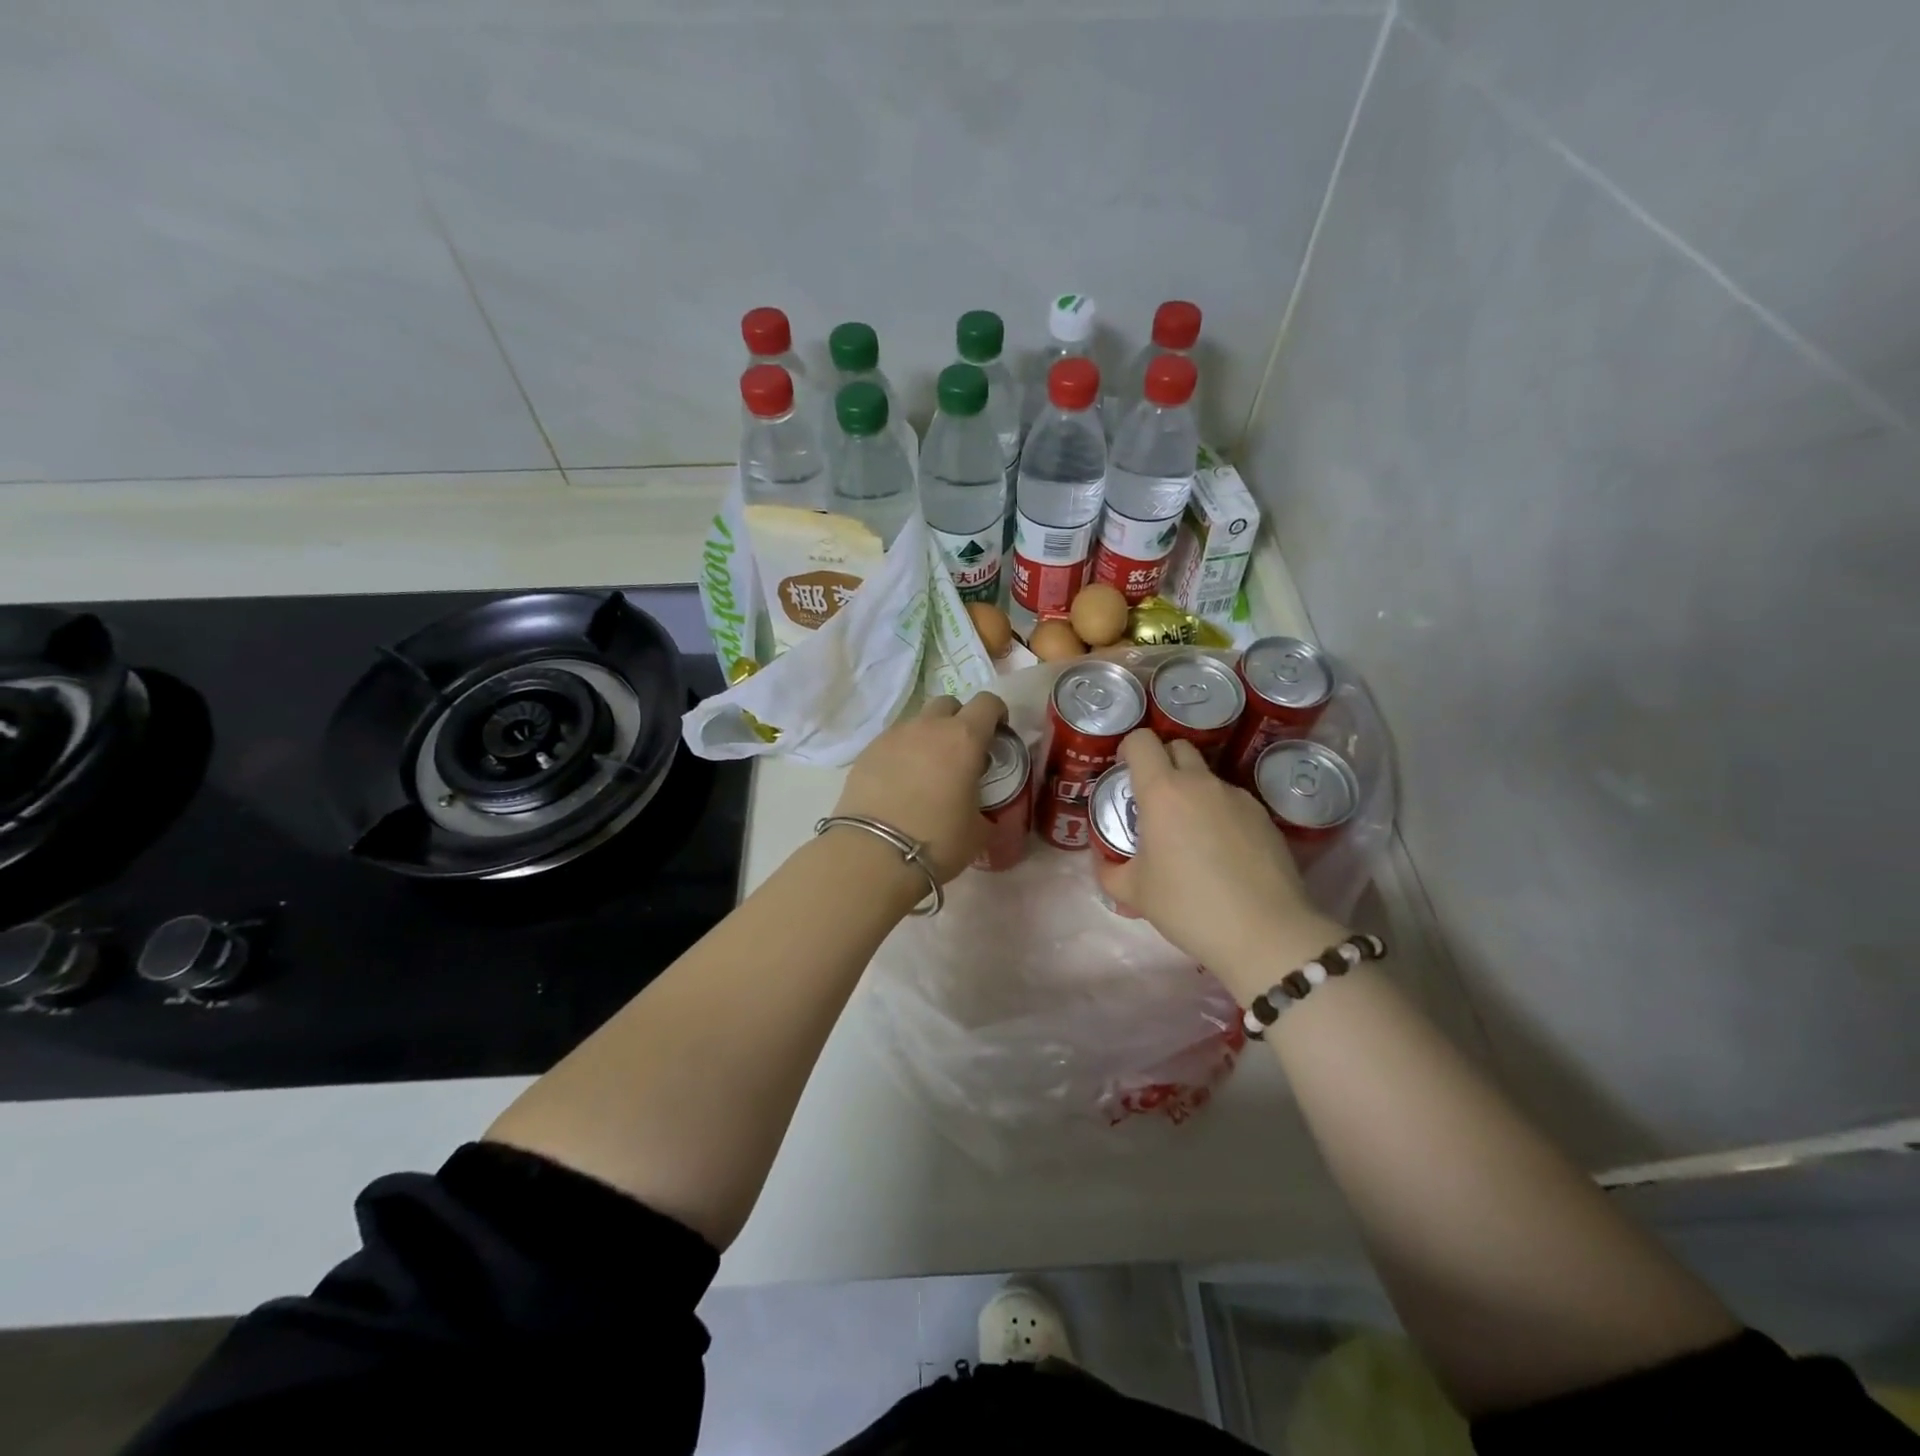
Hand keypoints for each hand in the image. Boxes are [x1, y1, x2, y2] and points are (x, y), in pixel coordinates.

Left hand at [831, 692, 1006, 883]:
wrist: (873, 853)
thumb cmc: (937, 840)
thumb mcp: (978, 831)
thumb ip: (986, 810)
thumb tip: (982, 813)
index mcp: (964, 738)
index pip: (987, 703)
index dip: (997, 714)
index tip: (998, 735)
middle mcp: (928, 727)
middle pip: (949, 704)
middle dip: (959, 720)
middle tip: (962, 753)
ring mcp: (893, 736)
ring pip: (918, 722)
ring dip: (929, 738)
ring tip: (927, 772)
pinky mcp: (866, 752)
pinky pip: (893, 742)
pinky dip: (902, 754)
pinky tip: (900, 784)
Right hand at [1095, 729, 1348, 998]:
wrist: (1265, 933)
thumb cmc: (1188, 906)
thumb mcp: (1134, 893)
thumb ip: (1109, 870)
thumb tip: (1104, 860)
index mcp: (1163, 792)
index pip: (1142, 741)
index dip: (1129, 749)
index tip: (1124, 773)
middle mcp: (1201, 783)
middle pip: (1178, 748)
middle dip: (1161, 762)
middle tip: (1153, 799)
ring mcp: (1237, 797)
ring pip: (1207, 777)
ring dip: (1192, 791)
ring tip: (1190, 834)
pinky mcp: (1264, 817)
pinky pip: (1232, 802)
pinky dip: (1219, 814)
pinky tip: (1222, 853)